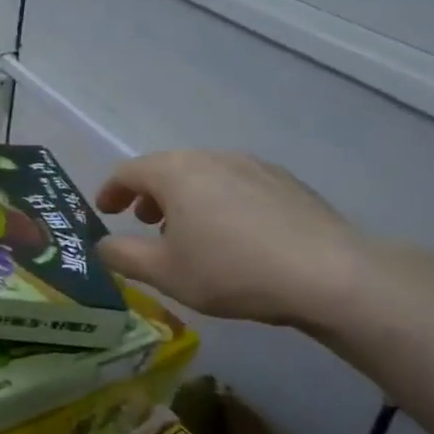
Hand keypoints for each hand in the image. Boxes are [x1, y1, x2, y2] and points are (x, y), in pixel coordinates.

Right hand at [94, 151, 374, 327]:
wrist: (331, 276)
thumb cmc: (231, 270)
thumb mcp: (164, 272)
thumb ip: (122, 255)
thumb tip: (102, 244)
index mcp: (175, 172)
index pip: (128, 172)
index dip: (110, 191)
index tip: (105, 211)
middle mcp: (211, 158)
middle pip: (167, 168)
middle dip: (149, 194)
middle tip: (144, 222)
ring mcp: (254, 166)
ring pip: (204, 175)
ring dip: (185, 198)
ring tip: (188, 232)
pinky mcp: (287, 183)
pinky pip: (237, 184)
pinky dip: (219, 201)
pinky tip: (233, 234)